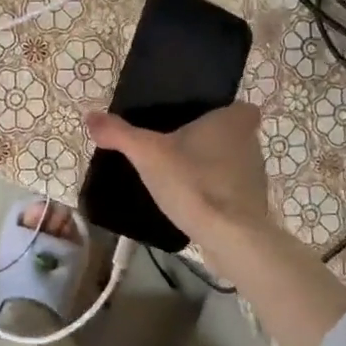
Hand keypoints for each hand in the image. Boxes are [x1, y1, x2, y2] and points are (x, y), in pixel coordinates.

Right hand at [84, 102, 272, 247]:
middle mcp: (252, 146)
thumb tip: (90, 116)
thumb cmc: (193, 181)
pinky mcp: (253, 209)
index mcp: (234, 123)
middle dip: (211, 142)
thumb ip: (120, 134)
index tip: (199, 121)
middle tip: (179, 148)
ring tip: (181, 177)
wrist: (229, 236)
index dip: (224, 112)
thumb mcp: (147, 154)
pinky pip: (232, 194)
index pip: (241, 108)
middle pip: (234, 136)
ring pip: (234, 165)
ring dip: (213, 169)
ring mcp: (256, 180)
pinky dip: (216, 196)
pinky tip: (191, 205)